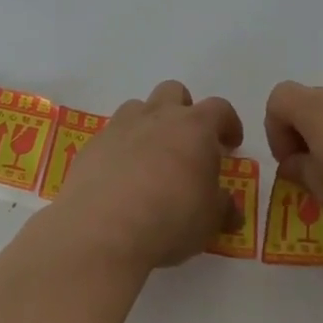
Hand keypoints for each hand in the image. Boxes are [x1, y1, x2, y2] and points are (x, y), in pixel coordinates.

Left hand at [52, 80, 243, 271]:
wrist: (102, 230)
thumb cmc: (170, 219)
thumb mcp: (210, 221)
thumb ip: (221, 207)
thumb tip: (228, 207)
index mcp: (194, 127)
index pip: (219, 109)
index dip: (228, 124)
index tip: (231, 144)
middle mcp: (157, 117)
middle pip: (173, 92)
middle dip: (183, 110)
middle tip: (187, 143)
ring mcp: (120, 127)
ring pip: (137, 108)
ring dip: (148, 124)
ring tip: (151, 158)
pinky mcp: (91, 146)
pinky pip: (111, 136)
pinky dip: (120, 149)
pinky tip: (120, 179)